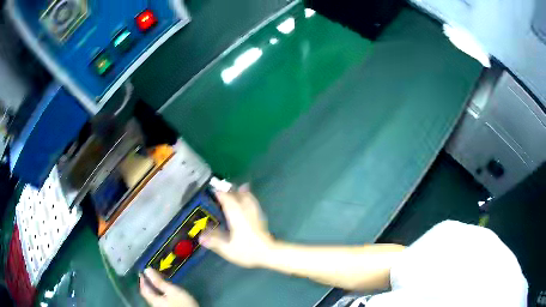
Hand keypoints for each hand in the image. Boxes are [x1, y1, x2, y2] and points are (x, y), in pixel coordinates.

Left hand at [139, 268, 198, 306]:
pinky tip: (166, 292)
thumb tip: (147, 270)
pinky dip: (160, 293)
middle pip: (149, 293)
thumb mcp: (172, 291)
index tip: (142, 271)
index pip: (144, 289)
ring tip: (159, 282)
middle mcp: (155, 305)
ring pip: (154, 297)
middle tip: (151, 275)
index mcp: (154, 300)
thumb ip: (159, 281)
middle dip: (149, 284)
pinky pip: (160, 300)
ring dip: (155, 289)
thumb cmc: (182, 303)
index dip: (142, 279)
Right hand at [199, 186, 274, 267]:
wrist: (269, 253)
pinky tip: (248, 197)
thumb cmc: (248, 251)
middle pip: (237, 196)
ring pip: (247, 197)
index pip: (227, 200)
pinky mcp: (260, 217)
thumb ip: (214, 242)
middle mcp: (245, 211)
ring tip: (235, 188)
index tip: (212, 190)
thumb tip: (200, 237)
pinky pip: (253, 202)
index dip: (219, 194)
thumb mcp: (228, 249)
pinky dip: (249, 197)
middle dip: (229, 191)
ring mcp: (254, 213)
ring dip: (240, 191)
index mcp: (236, 216)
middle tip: (220, 189)